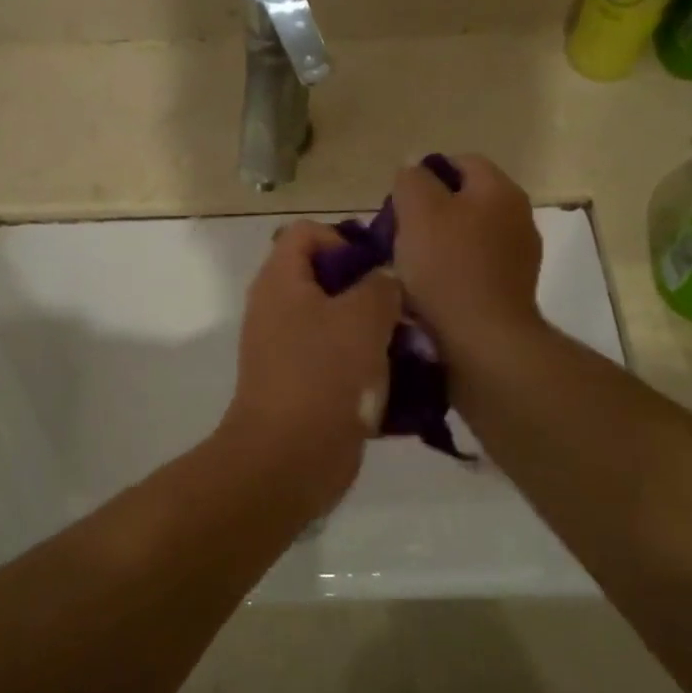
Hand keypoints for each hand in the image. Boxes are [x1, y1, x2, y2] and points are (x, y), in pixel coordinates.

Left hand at [218, 221, 401, 506]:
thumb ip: (381, 285)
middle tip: (406, 313)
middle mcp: (278, 310)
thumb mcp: (364, 317)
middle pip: (327, 280)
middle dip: (371, 292)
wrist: (289, 459)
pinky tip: (402, 385)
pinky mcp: (302, 386)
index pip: (306, 233)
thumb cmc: (324, 374)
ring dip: (376, 334)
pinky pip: (339, 363)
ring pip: (338, 325)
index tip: (379, 269)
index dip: (344, 240)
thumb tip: (384, 280)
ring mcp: (288, 351)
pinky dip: (367, 369)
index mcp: (281, 281)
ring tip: (413, 350)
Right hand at [391, 155, 543, 360]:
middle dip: (430, 211)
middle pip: (466, 199)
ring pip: (470, 233)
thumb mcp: (417, 211)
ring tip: (410, 265)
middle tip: (399, 233)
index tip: (398, 202)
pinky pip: (477, 265)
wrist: (483, 340)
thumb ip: (412, 180)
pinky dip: (454, 270)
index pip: (461, 162)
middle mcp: (518, 215)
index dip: (425, 175)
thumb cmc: (447, 268)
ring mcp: (520, 254)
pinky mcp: (513, 288)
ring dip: (441, 243)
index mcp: (499, 189)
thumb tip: (414, 170)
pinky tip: (432, 289)